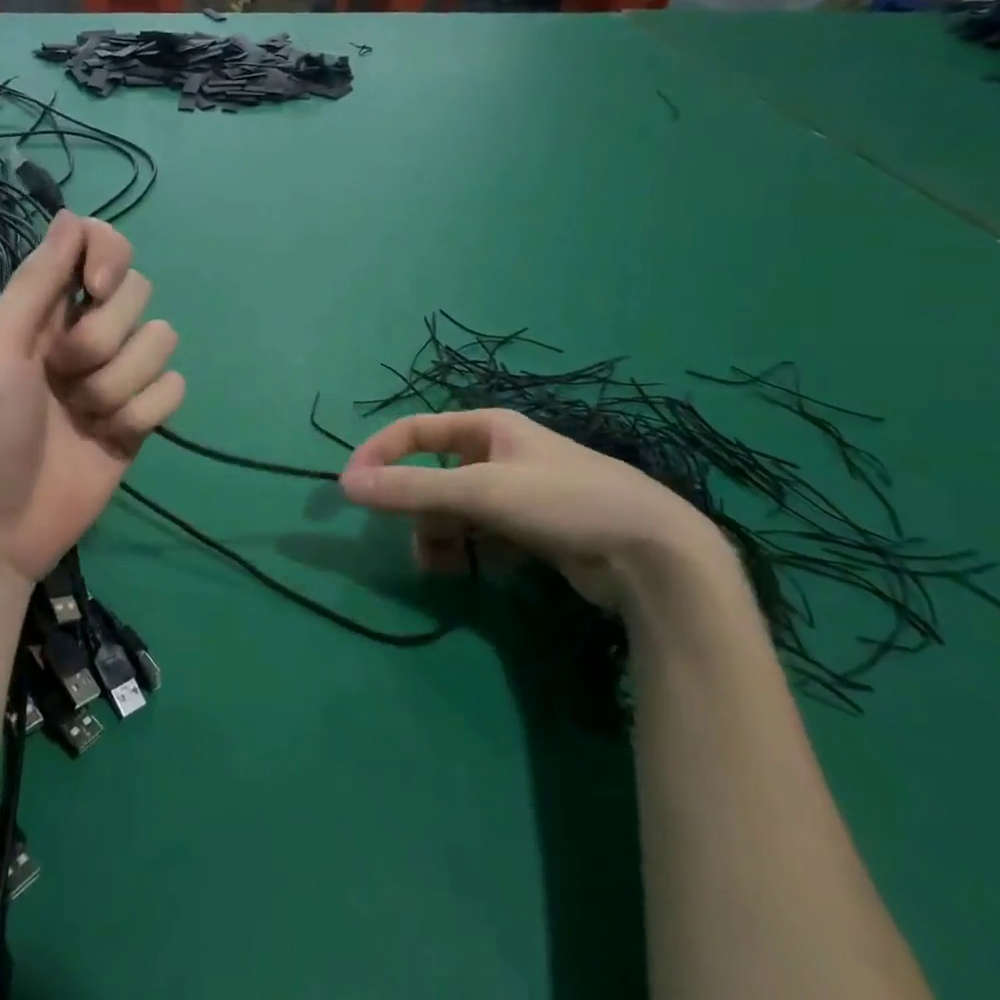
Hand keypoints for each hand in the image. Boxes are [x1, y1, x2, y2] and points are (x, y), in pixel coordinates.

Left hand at [0, 211, 184, 583]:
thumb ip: (35, 283)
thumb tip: (69, 214)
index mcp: (46, 310)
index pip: (99, 246)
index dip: (108, 255)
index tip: (94, 288)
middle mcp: (86, 335)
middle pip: (138, 292)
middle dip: (103, 337)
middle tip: (61, 374)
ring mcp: (116, 378)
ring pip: (162, 340)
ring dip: (120, 382)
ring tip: (80, 416)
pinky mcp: (140, 420)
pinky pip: (173, 389)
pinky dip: (143, 413)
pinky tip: (108, 438)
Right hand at [338, 409, 729, 612]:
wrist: (653, 554)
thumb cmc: (563, 502)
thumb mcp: (480, 491)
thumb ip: (411, 489)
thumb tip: (345, 485)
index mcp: (489, 427)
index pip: (416, 430)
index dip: (380, 454)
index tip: (352, 488)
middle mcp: (501, 454)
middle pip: (435, 476)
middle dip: (419, 510)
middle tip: (414, 543)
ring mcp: (520, 494)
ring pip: (457, 511)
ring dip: (442, 538)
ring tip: (444, 569)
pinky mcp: (536, 530)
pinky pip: (484, 536)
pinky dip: (474, 552)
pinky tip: (485, 572)